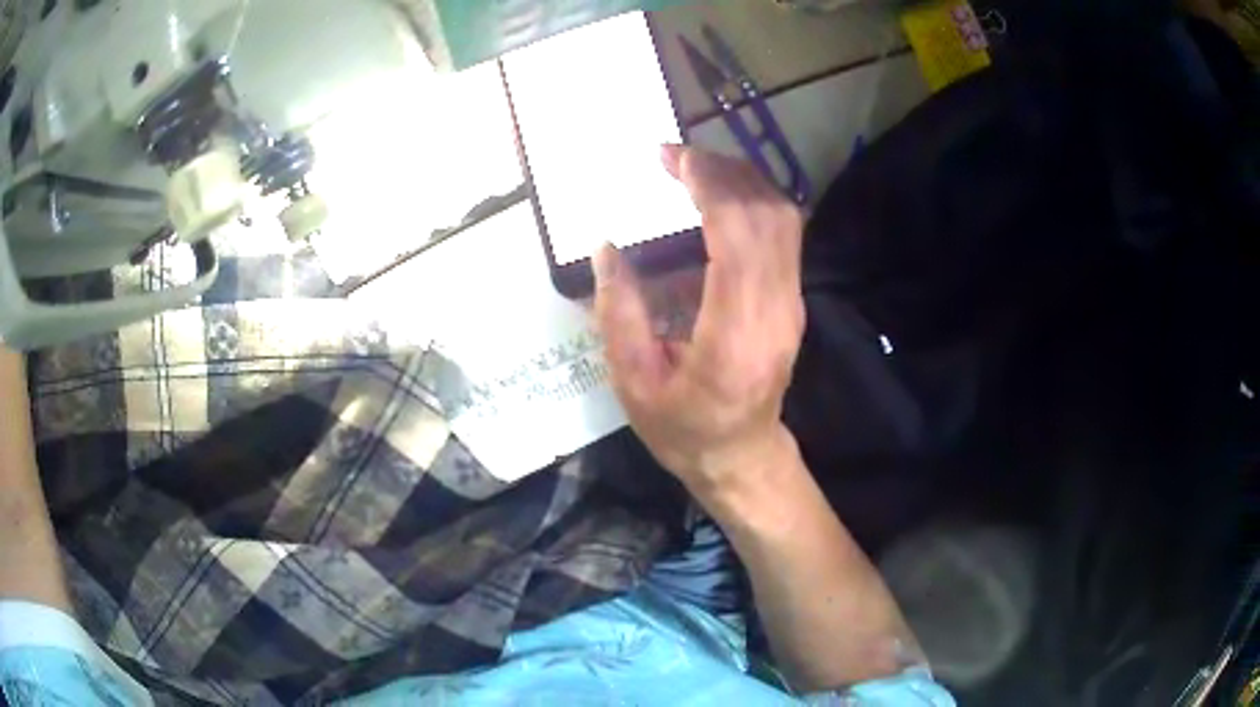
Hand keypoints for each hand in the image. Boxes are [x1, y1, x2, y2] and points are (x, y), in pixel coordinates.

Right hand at [593, 145, 805, 496]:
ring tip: (696, 168)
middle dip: (724, 172)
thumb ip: (619, 313)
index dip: (708, 186)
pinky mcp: (792, 300)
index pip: (737, 235)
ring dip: (743, 181)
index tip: (672, 159)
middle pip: (768, 216)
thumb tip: (608, 248)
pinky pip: (784, 235)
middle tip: (676, 157)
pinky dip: (754, 202)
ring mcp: (791, 303)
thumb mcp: (633, 383)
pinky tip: (720, 197)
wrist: (741, 455)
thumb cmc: (683, 428)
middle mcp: (775, 309)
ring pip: (784, 219)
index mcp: (735, 333)